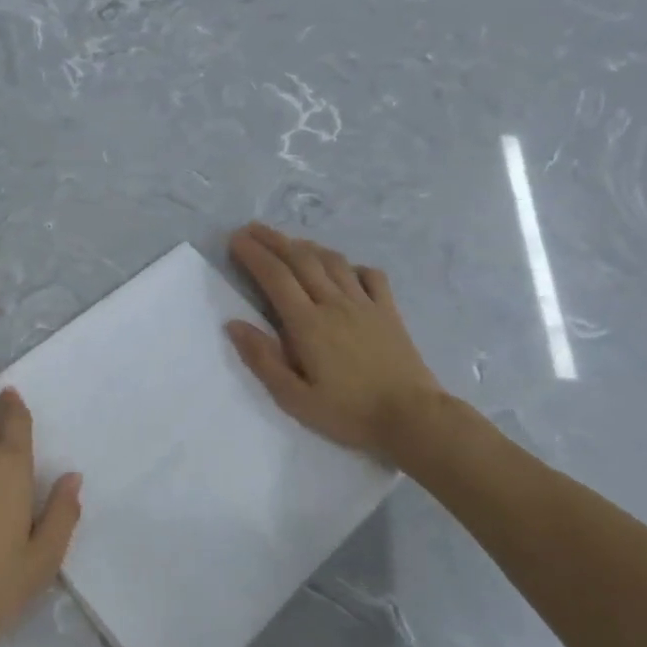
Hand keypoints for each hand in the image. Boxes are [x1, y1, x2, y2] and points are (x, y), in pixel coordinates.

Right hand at [226, 222, 448, 455]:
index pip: (275, 277)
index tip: (236, 240)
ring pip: (333, 262)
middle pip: (301, 260)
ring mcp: (365, 304)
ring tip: (290, 243)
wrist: (412, 417)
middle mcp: (335, 303)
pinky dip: (352, 265)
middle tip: (252, 229)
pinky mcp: (389, 311)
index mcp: (308, 324)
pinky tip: (344, 269)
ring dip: (307, 247)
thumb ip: (263, 360)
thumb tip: (234, 324)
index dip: (254, 254)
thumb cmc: (349, 413)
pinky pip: (370, 275)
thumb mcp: (295, 399)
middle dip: (273, 240)